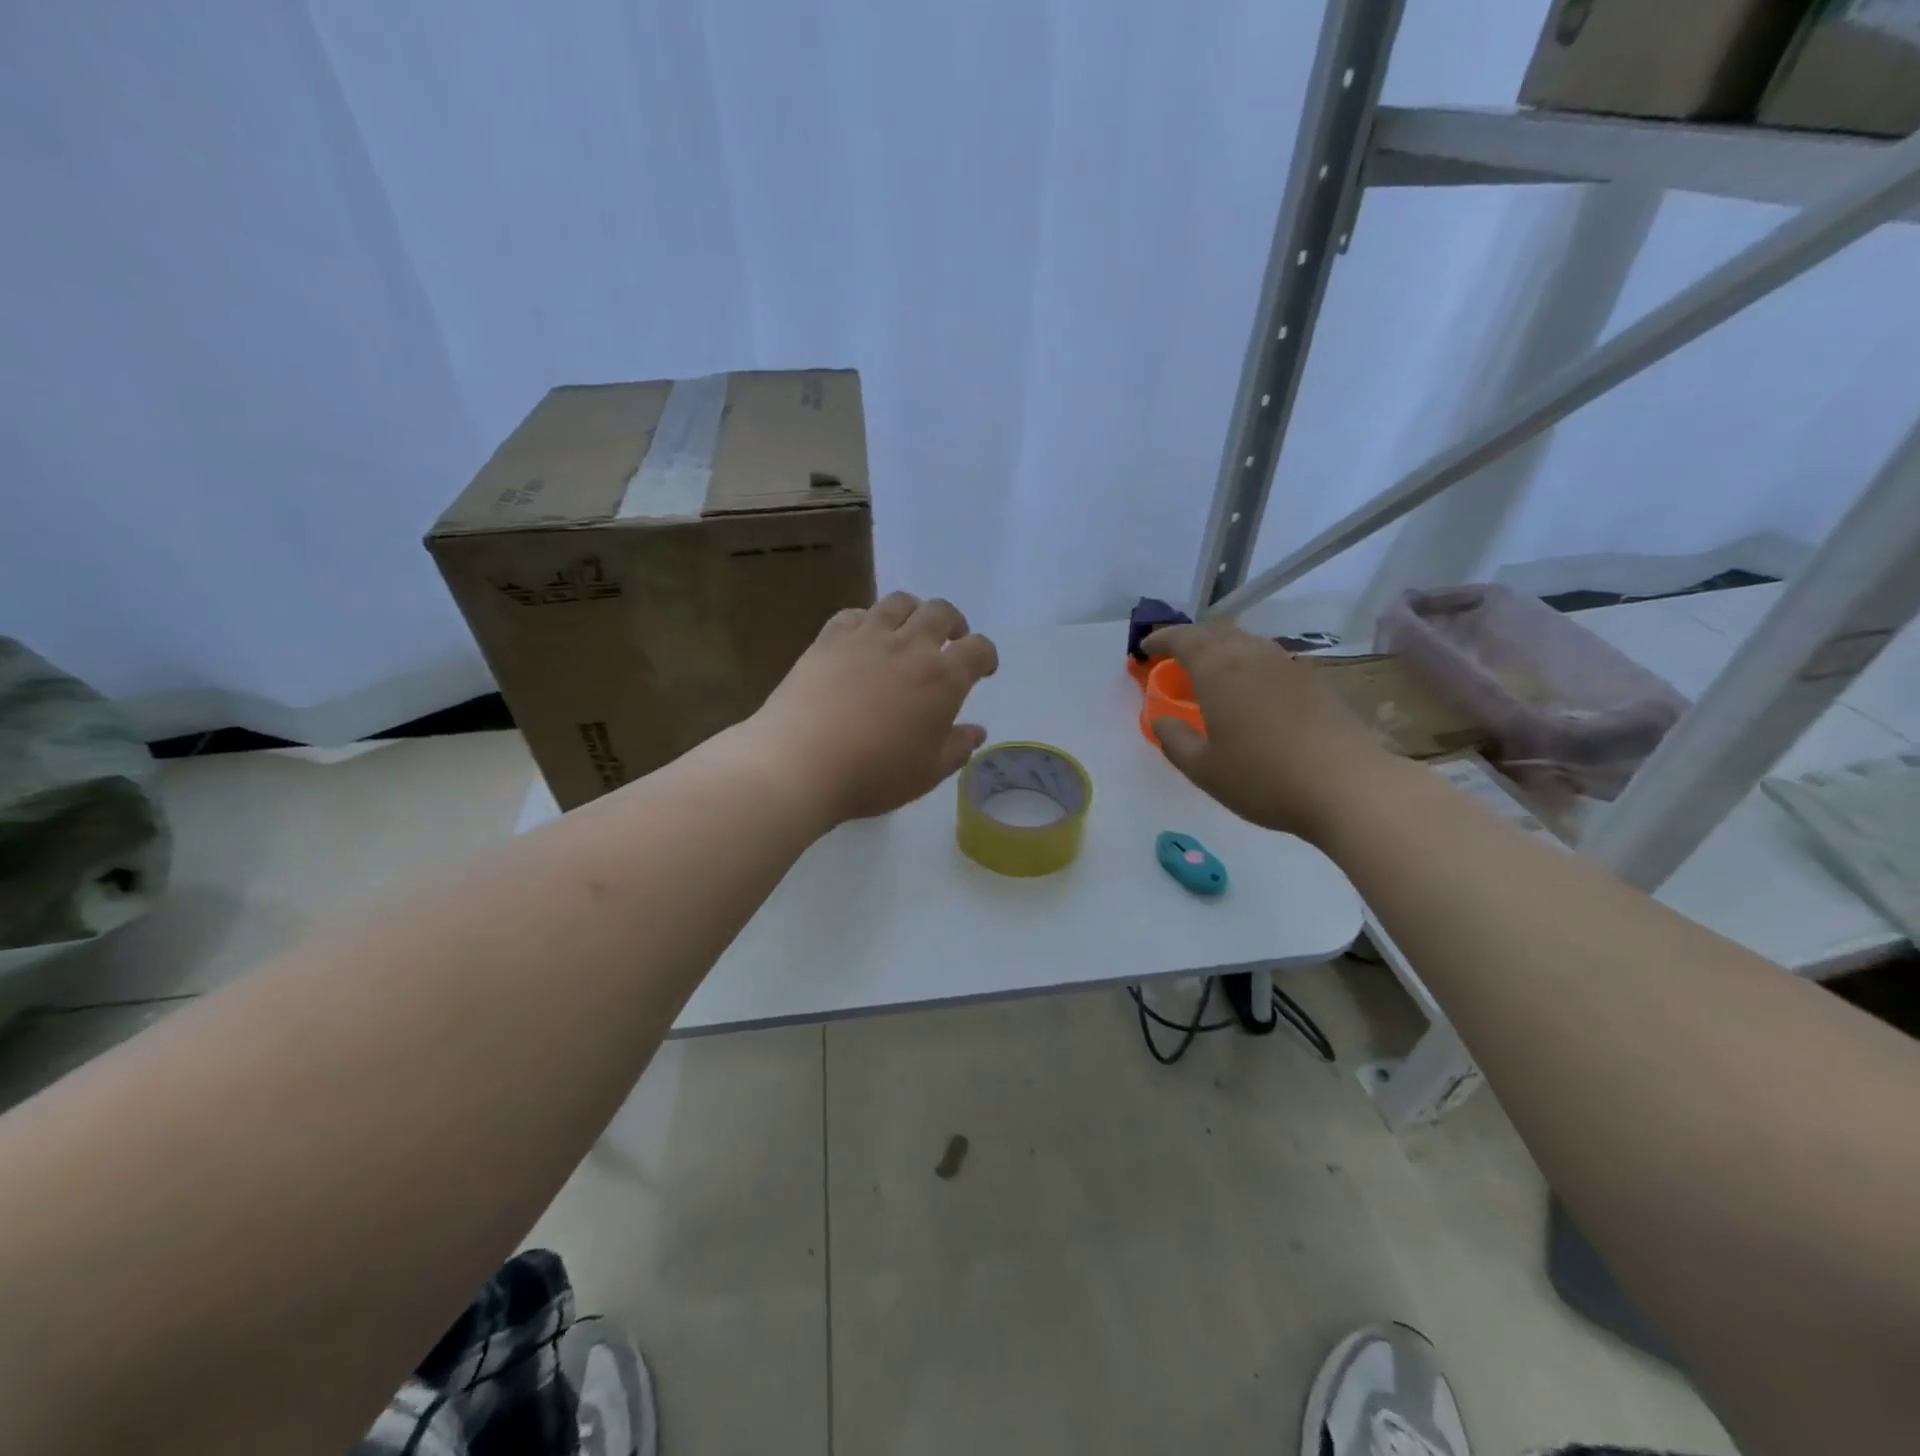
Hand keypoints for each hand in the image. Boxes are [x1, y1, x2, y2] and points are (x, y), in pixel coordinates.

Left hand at [747, 592, 998, 825]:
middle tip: (950, 640)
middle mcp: (910, 646)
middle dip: (953, 623)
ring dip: (913, 611)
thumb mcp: (926, 773)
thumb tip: (977, 731)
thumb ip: (956, 748)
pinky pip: (855, 613)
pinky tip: (862, 637)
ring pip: (899, 602)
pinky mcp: (829, 638)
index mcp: (943, 679)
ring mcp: (867, 636)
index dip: (985, 656)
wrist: (801, 762)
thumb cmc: (874, 774)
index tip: (982, 669)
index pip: (978, 650)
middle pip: (941, 613)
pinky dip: (867, 619)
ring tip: (908, 630)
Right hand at [1141, 620, 1386, 840]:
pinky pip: (1267, 658)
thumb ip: (1174, 740)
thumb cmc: (1263, 777)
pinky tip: (1247, 688)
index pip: (1184, 639)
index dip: (1161, 641)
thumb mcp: (1203, 769)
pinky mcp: (1313, 681)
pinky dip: (1246, 662)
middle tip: (1173, 655)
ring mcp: (1287, 665)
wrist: (1346, 785)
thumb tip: (1161, 720)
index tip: (1145, 650)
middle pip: (1216, 632)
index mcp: (1219, 670)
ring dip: (1220, 647)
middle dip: (1190, 638)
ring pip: (1245, 642)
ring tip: (1207, 669)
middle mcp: (1252, 656)